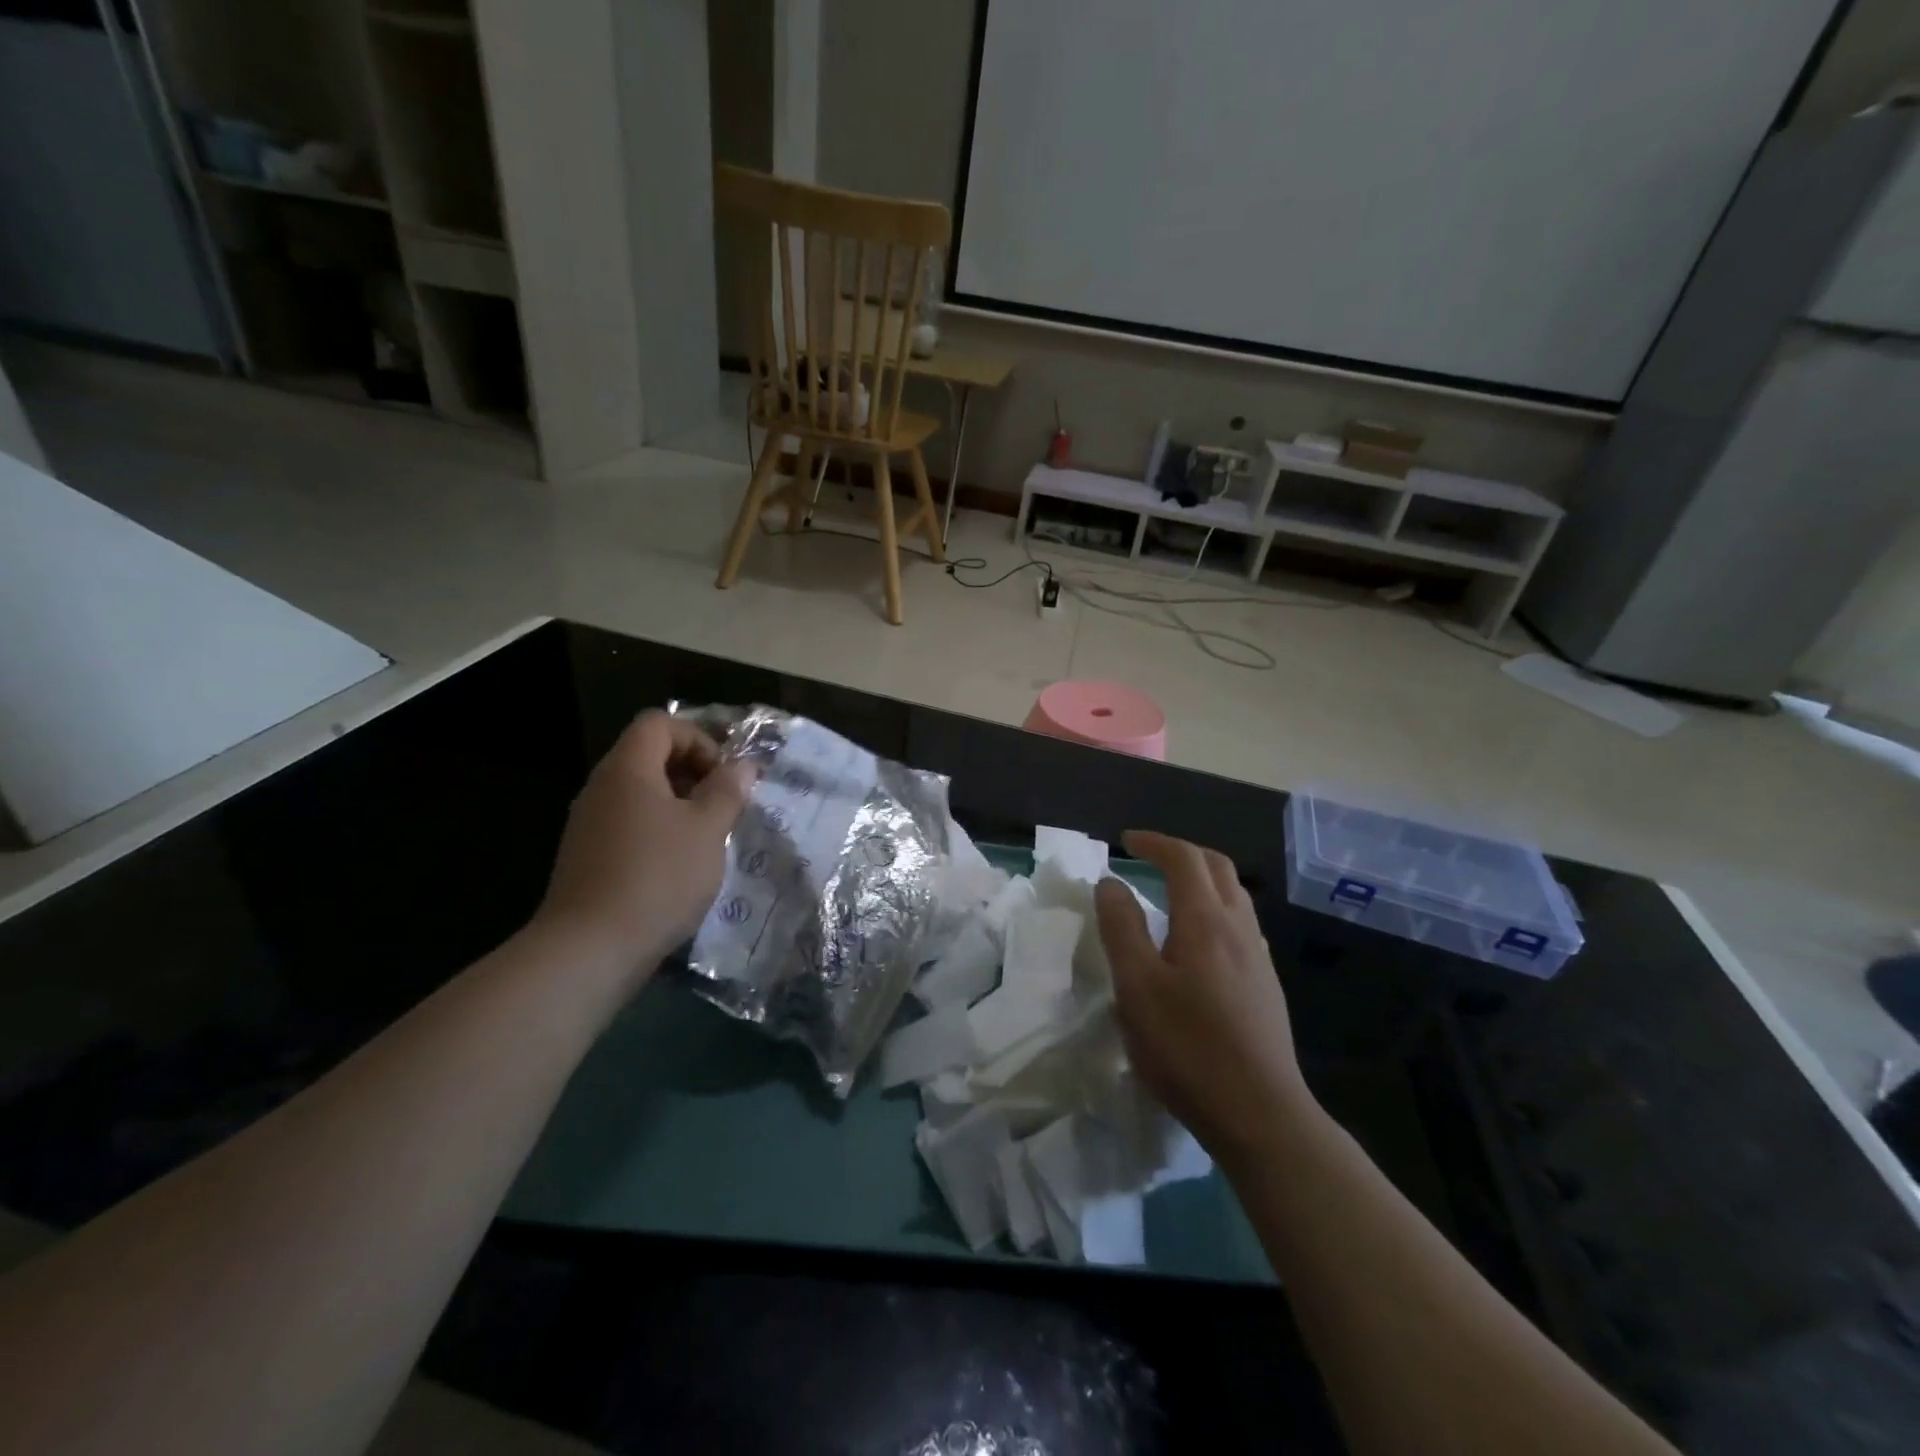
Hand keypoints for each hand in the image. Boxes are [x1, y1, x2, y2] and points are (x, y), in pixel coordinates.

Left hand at [533, 711, 755, 979]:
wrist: (589, 949)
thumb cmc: (658, 877)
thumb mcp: (707, 830)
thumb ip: (728, 791)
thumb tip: (743, 765)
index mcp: (628, 770)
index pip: (660, 723)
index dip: (698, 738)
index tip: (723, 776)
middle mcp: (602, 787)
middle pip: (648, 755)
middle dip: (693, 772)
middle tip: (722, 805)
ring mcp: (589, 823)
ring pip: (640, 793)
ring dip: (679, 805)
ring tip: (707, 837)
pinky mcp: (587, 857)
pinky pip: (629, 823)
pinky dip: (658, 831)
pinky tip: (680, 866)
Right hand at [1095, 831, 1312, 1167]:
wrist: (1260, 1113)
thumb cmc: (1188, 1047)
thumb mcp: (1137, 986)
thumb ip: (1121, 928)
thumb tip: (1110, 883)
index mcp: (1206, 920)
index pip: (1184, 858)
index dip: (1154, 842)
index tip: (1125, 841)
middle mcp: (1239, 927)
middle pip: (1217, 867)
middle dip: (1182, 852)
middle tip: (1149, 857)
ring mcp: (1258, 956)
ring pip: (1234, 895)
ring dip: (1202, 879)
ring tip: (1170, 891)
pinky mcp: (1266, 984)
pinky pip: (1240, 923)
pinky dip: (1214, 908)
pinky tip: (1198, 940)